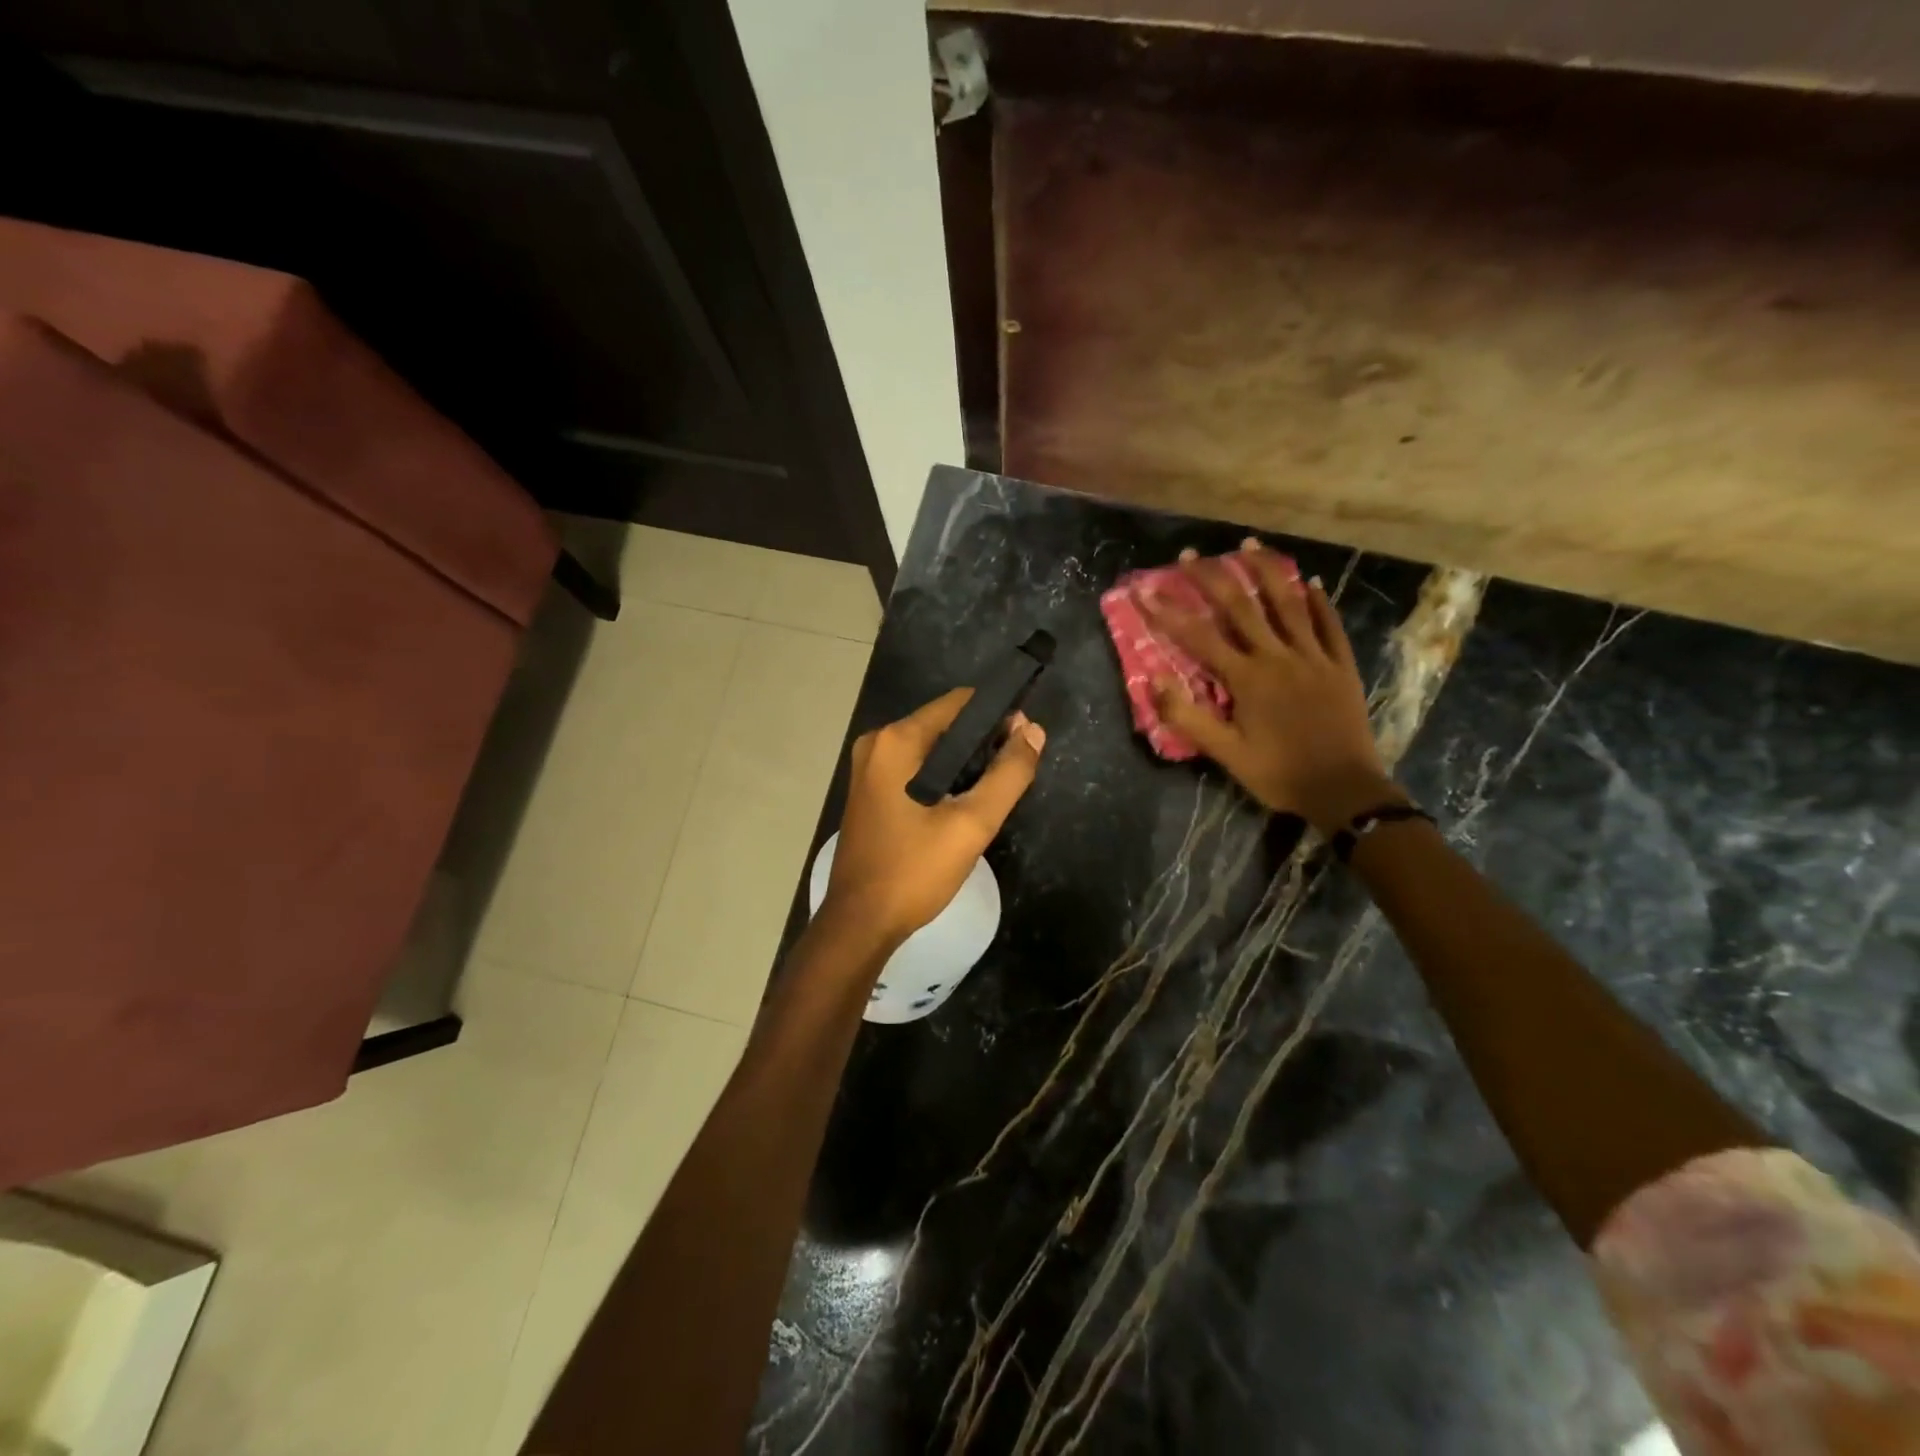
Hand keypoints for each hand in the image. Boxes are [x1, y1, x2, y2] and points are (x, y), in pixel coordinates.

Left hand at [823, 689, 1046, 945]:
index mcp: (897, 741)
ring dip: (965, 761)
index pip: (959, 703)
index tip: (1026, 738)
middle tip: (1015, 770)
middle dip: (983, 740)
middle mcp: (877, 743)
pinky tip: (963, 801)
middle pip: (944, 723)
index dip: (997, 715)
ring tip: (995, 788)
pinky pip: (915, 767)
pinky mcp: (869, 790)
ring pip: (931, 747)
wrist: (860, 923)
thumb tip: (1033, 732)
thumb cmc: (914, 871)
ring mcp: (869, 767)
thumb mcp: (971, 825)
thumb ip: (1008, 775)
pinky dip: (942, 775)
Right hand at [1145, 540, 1401, 832]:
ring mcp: (1314, 657)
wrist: (1344, 791)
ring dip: (1267, 571)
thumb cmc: (1278, 774)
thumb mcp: (1225, 753)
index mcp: (1247, 678)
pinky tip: (1311, 582)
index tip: (1145, 589)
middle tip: (1191, 554)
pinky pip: (1330, 626)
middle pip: (1241, 607)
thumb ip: (1188, 716)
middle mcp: (1278, 657)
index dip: (1168, 612)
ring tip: (1249, 545)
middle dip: (1212, 578)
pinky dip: (1320, 602)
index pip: (1198, 637)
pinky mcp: (1341, 666)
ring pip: (1288, 604)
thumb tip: (1155, 679)